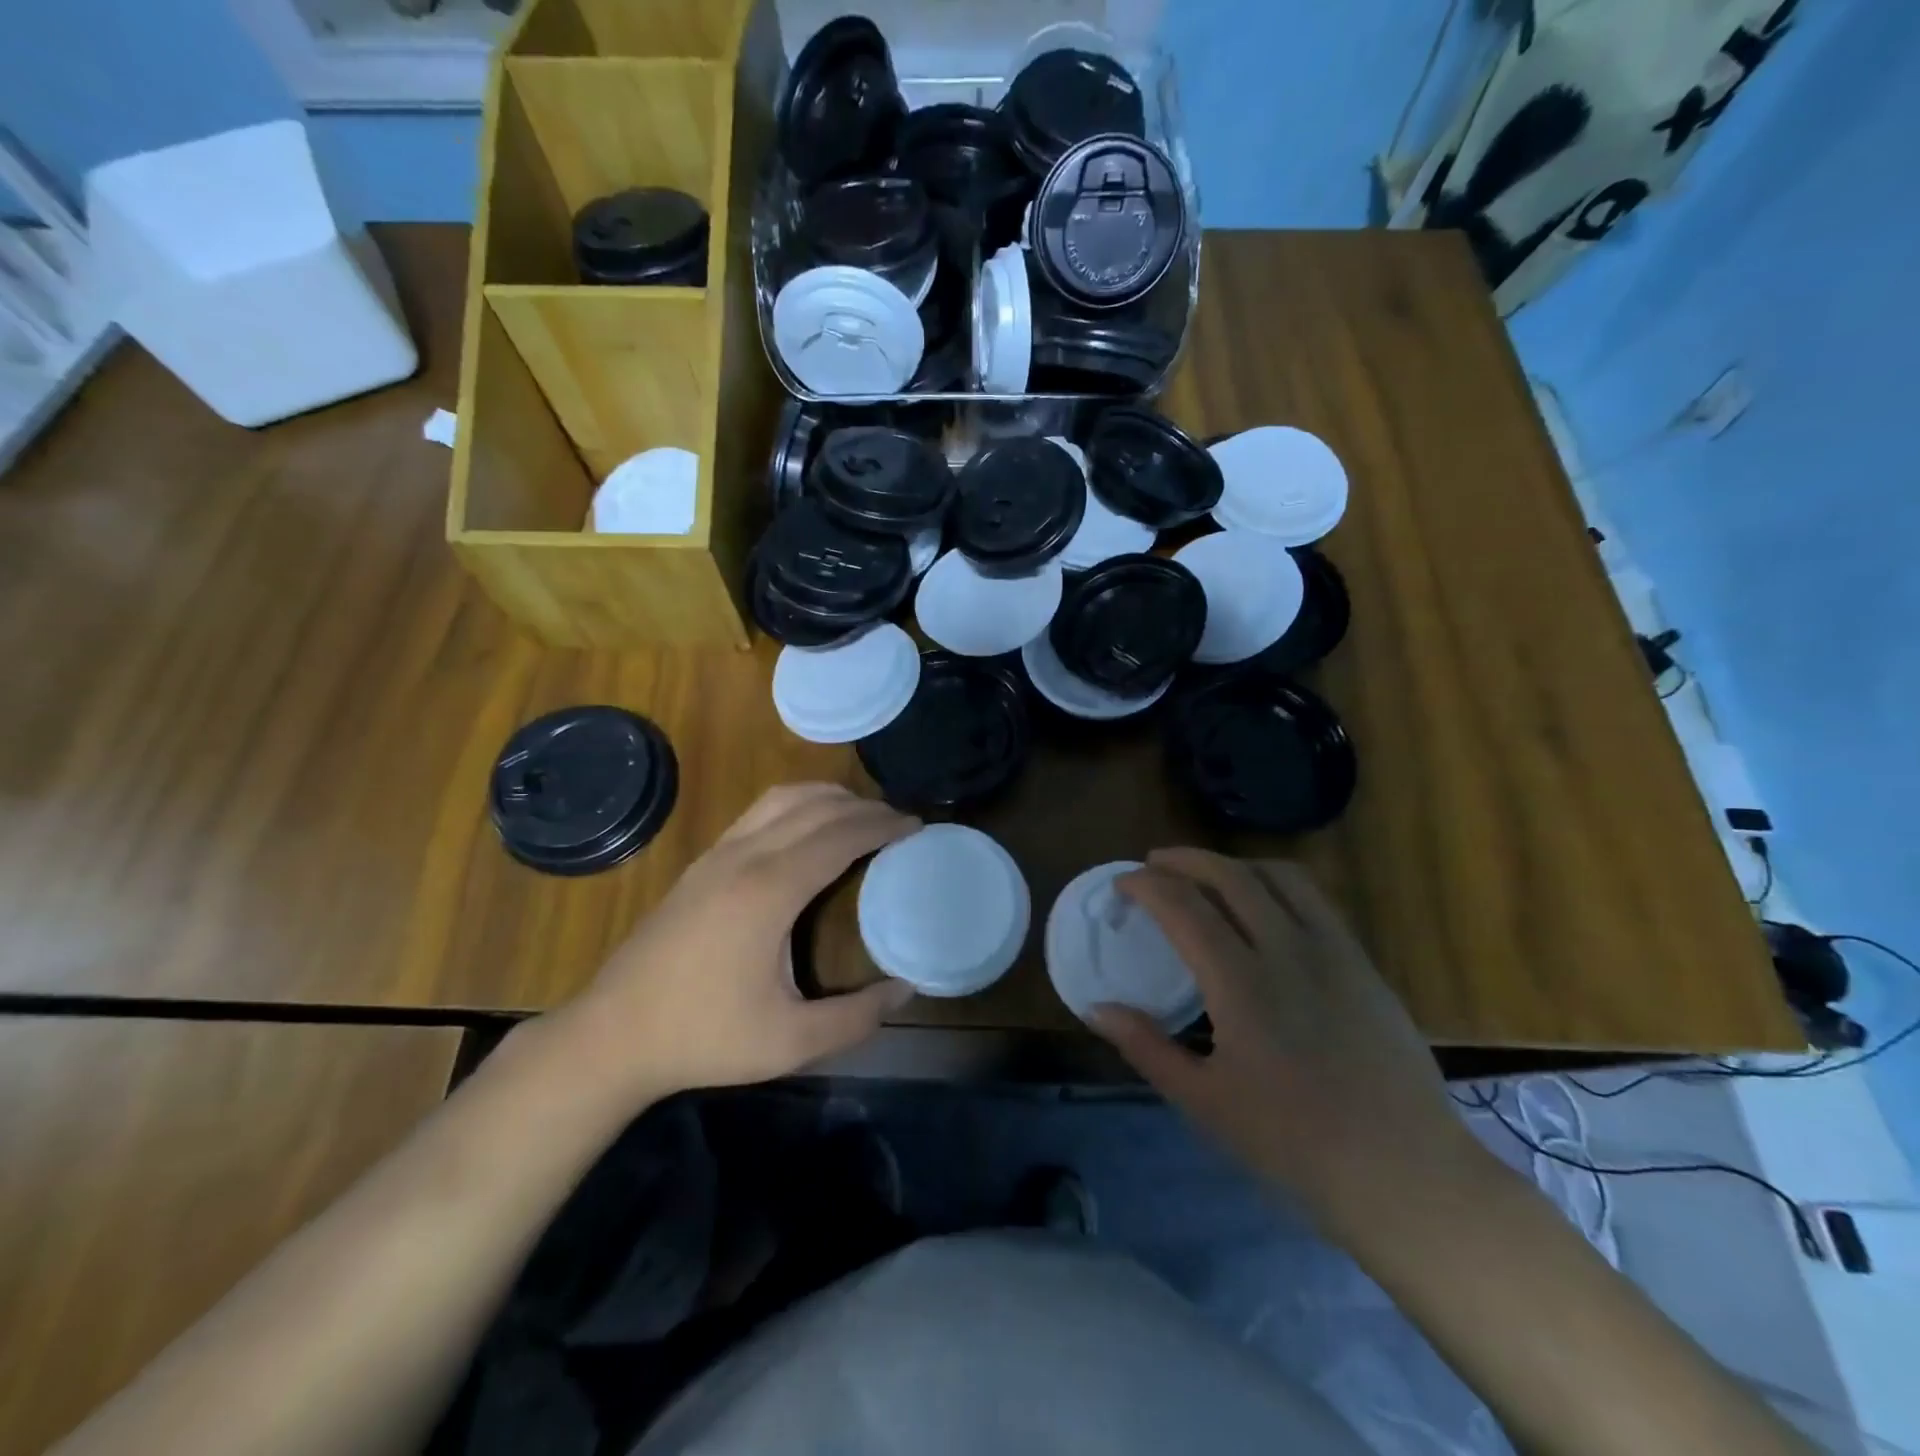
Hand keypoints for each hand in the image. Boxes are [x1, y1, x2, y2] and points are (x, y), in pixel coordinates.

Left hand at [561, 784, 918, 1105]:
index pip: (840, 836)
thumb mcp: (790, 1042)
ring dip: (827, 798)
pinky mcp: (700, 863)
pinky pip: (758, 812)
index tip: (916, 825)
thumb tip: (906, 990)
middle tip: (898, 821)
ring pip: (782, 799)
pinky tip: (806, 830)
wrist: (611, 1035)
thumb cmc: (704, 1036)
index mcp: (770, 890)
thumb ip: (856, 1018)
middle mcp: (745, 857)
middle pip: (816, 807)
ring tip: (859, 815)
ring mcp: (717, 855)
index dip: (882, 825)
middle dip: (863, 806)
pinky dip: (796, 806)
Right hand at [1092, 850, 1494, 1237]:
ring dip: (1231, 863)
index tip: (1121, 886)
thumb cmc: (1294, 1143)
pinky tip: (1263, 905)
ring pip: (1277, 875)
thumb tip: (1096, 1008)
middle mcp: (1288, 949)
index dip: (1145, 885)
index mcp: (1242, 983)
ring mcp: (1333, 950)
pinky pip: (1314, 897)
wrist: (1404, 1173)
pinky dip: (1274, 881)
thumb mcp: (1205, 1102)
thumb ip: (1146, 1047)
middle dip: (1183, 859)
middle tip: (1153, 865)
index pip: (1183, 906)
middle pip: (1228, 874)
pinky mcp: (1362, 961)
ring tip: (1204, 876)